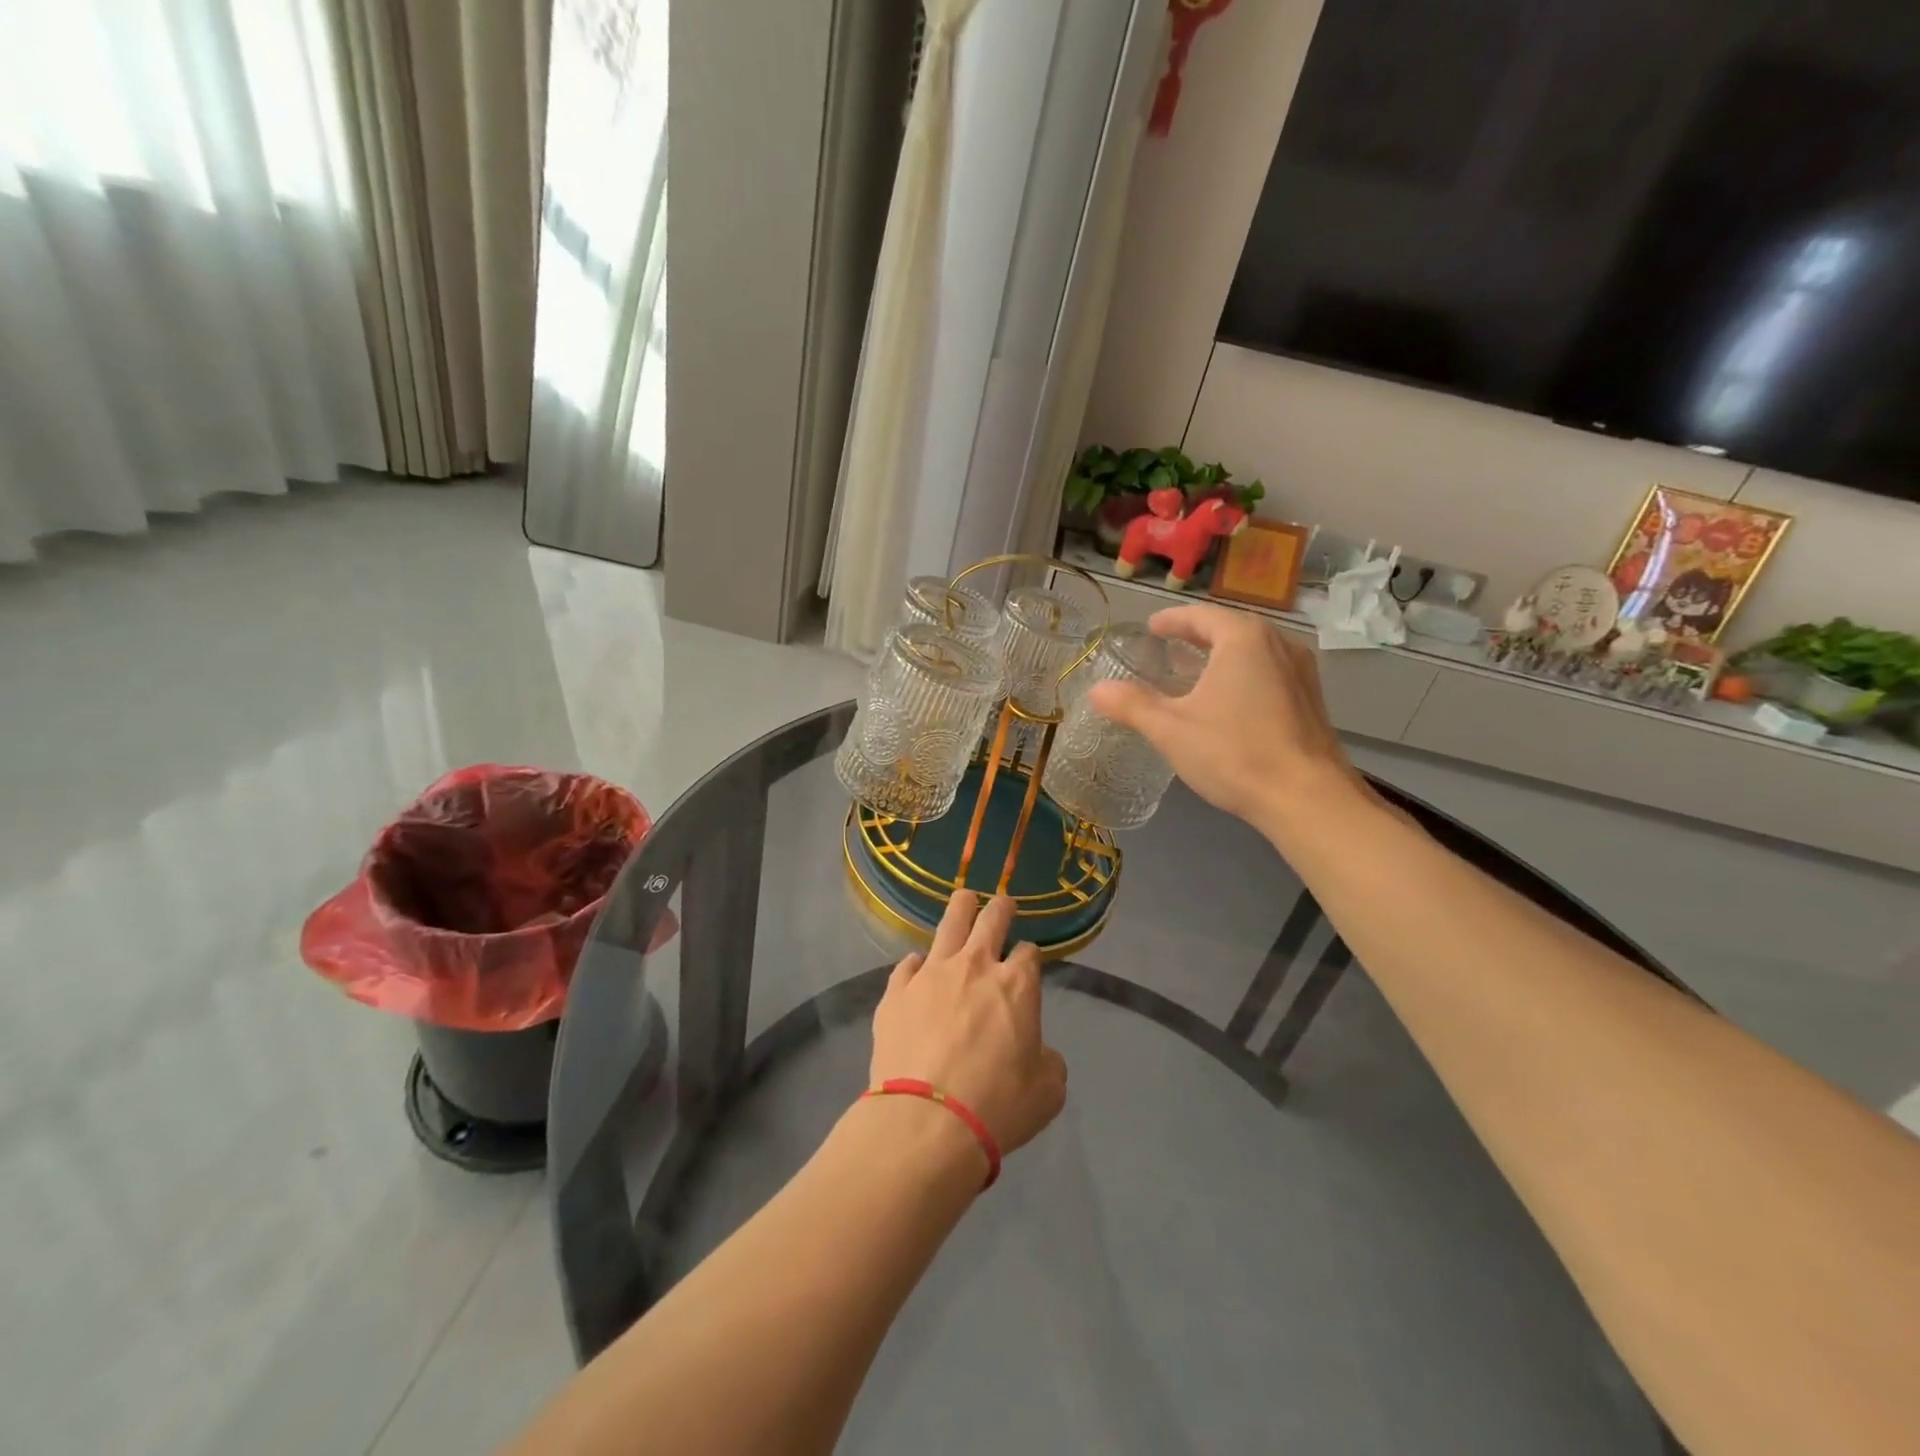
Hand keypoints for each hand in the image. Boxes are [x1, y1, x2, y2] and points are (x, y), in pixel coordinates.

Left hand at [870, 892, 1066, 1156]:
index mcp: (1017, 985)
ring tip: (964, 900)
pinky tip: (918, 969)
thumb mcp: (1047, 1092)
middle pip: (991, 919)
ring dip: (961, 909)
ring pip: (949, 923)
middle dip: (1000, 909)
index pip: (1029, 953)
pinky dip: (917, 965)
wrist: (927, 1121)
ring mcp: (931, 974)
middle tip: (1002, 904)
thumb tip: (1039, 1053)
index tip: (1027, 962)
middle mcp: (975, 966)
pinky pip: (908, 964)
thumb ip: (1048, 1062)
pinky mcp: (896, 991)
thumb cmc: (997, 1106)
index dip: (1030, 956)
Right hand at [1087, 604, 1364, 839]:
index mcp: (1243, 639)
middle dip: (1197, 636)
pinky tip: (1229, 701)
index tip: (1152, 628)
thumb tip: (1097, 690)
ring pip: (1253, 652)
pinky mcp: (1312, 700)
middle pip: (1230, 629)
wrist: (1307, 798)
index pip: (1201, 616)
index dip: (1172, 620)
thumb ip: (1132, 705)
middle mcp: (1278, 644)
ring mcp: (1301, 672)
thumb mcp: (1171, 729)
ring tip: (1196, 672)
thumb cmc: (1234, 753)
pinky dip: (1243, 675)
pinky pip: (1269, 673)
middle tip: (1169, 647)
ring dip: (1222, 656)